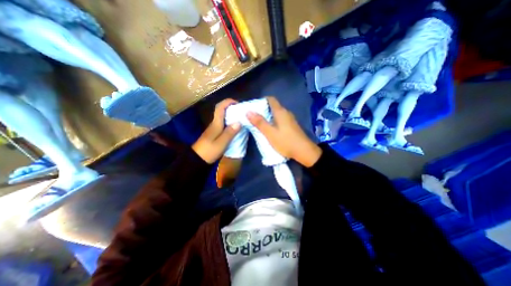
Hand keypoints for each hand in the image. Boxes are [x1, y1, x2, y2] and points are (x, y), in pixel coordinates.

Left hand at [193, 100, 241, 163]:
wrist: (197, 159)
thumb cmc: (209, 150)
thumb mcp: (221, 143)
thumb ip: (230, 132)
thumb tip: (239, 122)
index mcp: (216, 124)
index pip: (220, 108)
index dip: (228, 102)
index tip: (238, 103)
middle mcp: (214, 123)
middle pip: (222, 111)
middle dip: (232, 108)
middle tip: (242, 112)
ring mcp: (214, 128)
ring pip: (223, 118)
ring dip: (232, 115)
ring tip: (241, 119)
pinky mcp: (215, 133)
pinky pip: (224, 124)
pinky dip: (230, 123)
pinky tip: (236, 128)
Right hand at [245, 96, 319, 166]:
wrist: (304, 152)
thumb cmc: (286, 142)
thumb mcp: (270, 133)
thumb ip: (259, 122)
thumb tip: (248, 111)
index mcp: (281, 112)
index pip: (271, 99)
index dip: (261, 101)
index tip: (253, 107)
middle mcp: (286, 113)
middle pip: (273, 107)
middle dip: (263, 110)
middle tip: (253, 117)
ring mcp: (290, 120)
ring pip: (277, 114)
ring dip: (268, 117)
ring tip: (259, 124)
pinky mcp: (292, 126)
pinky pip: (280, 120)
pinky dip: (273, 122)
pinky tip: (270, 130)